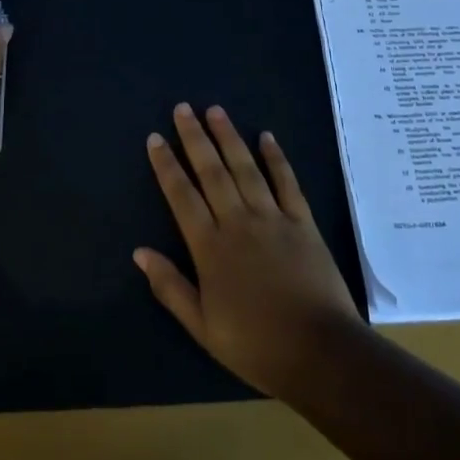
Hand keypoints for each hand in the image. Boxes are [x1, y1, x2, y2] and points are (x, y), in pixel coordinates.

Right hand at [135, 103, 363, 398]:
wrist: (319, 352)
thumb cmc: (256, 345)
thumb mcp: (203, 327)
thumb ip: (170, 286)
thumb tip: (139, 252)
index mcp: (210, 247)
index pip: (181, 196)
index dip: (166, 165)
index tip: (155, 138)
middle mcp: (238, 222)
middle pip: (212, 171)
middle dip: (194, 138)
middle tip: (183, 108)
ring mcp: (273, 217)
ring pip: (246, 168)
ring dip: (229, 137)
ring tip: (215, 110)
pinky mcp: (302, 221)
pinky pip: (286, 181)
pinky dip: (276, 157)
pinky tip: (266, 136)